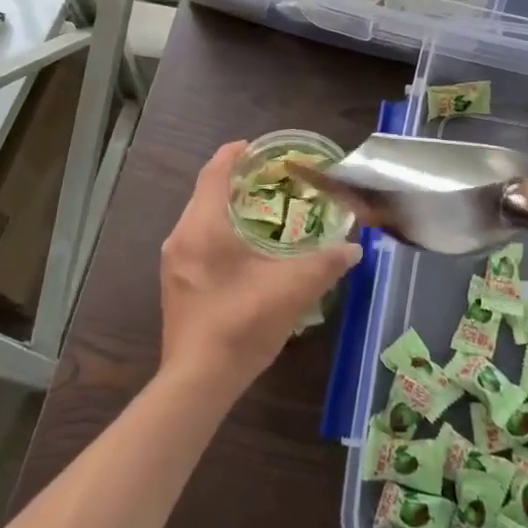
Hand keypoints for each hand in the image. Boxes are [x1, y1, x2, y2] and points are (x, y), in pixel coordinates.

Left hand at [159, 141, 360, 394]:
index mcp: (204, 226)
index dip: (234, 154)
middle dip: (234, 180)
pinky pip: (196, 240)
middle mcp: (181, 237)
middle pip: (205, 193)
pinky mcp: (175, 284)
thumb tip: (354, 248)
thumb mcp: (293, 289)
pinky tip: (244, 250)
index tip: (257, 146)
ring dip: (226, 207)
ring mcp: (174, 262)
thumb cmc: (243, 322)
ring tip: (261, 209)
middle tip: (269, 178)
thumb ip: (326, 263)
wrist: (199, 381)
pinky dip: (218, 231)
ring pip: (199, 218)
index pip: (215, 172)